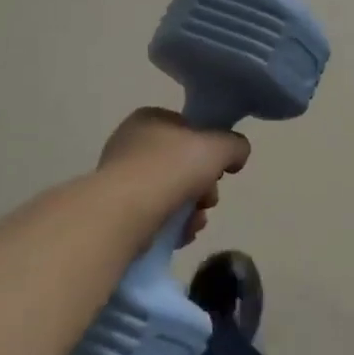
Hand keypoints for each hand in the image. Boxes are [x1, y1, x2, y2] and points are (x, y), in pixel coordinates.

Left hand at [97, 108, 249, 241]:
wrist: (125, 212)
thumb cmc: (171, 168)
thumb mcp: (219, 146)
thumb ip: (235, 145)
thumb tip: (237, 155)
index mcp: (149, 119)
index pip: (188, 129)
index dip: (209, 149)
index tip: (220, 169)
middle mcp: (130, 144)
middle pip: (182, 164)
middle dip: (203, 186)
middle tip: (208, 200)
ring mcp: (120, 179)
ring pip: (170, 193)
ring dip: (191, 209)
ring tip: (195, 222)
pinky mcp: (116, 212)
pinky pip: (154, 216)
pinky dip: (172, 226)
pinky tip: (181, 235)